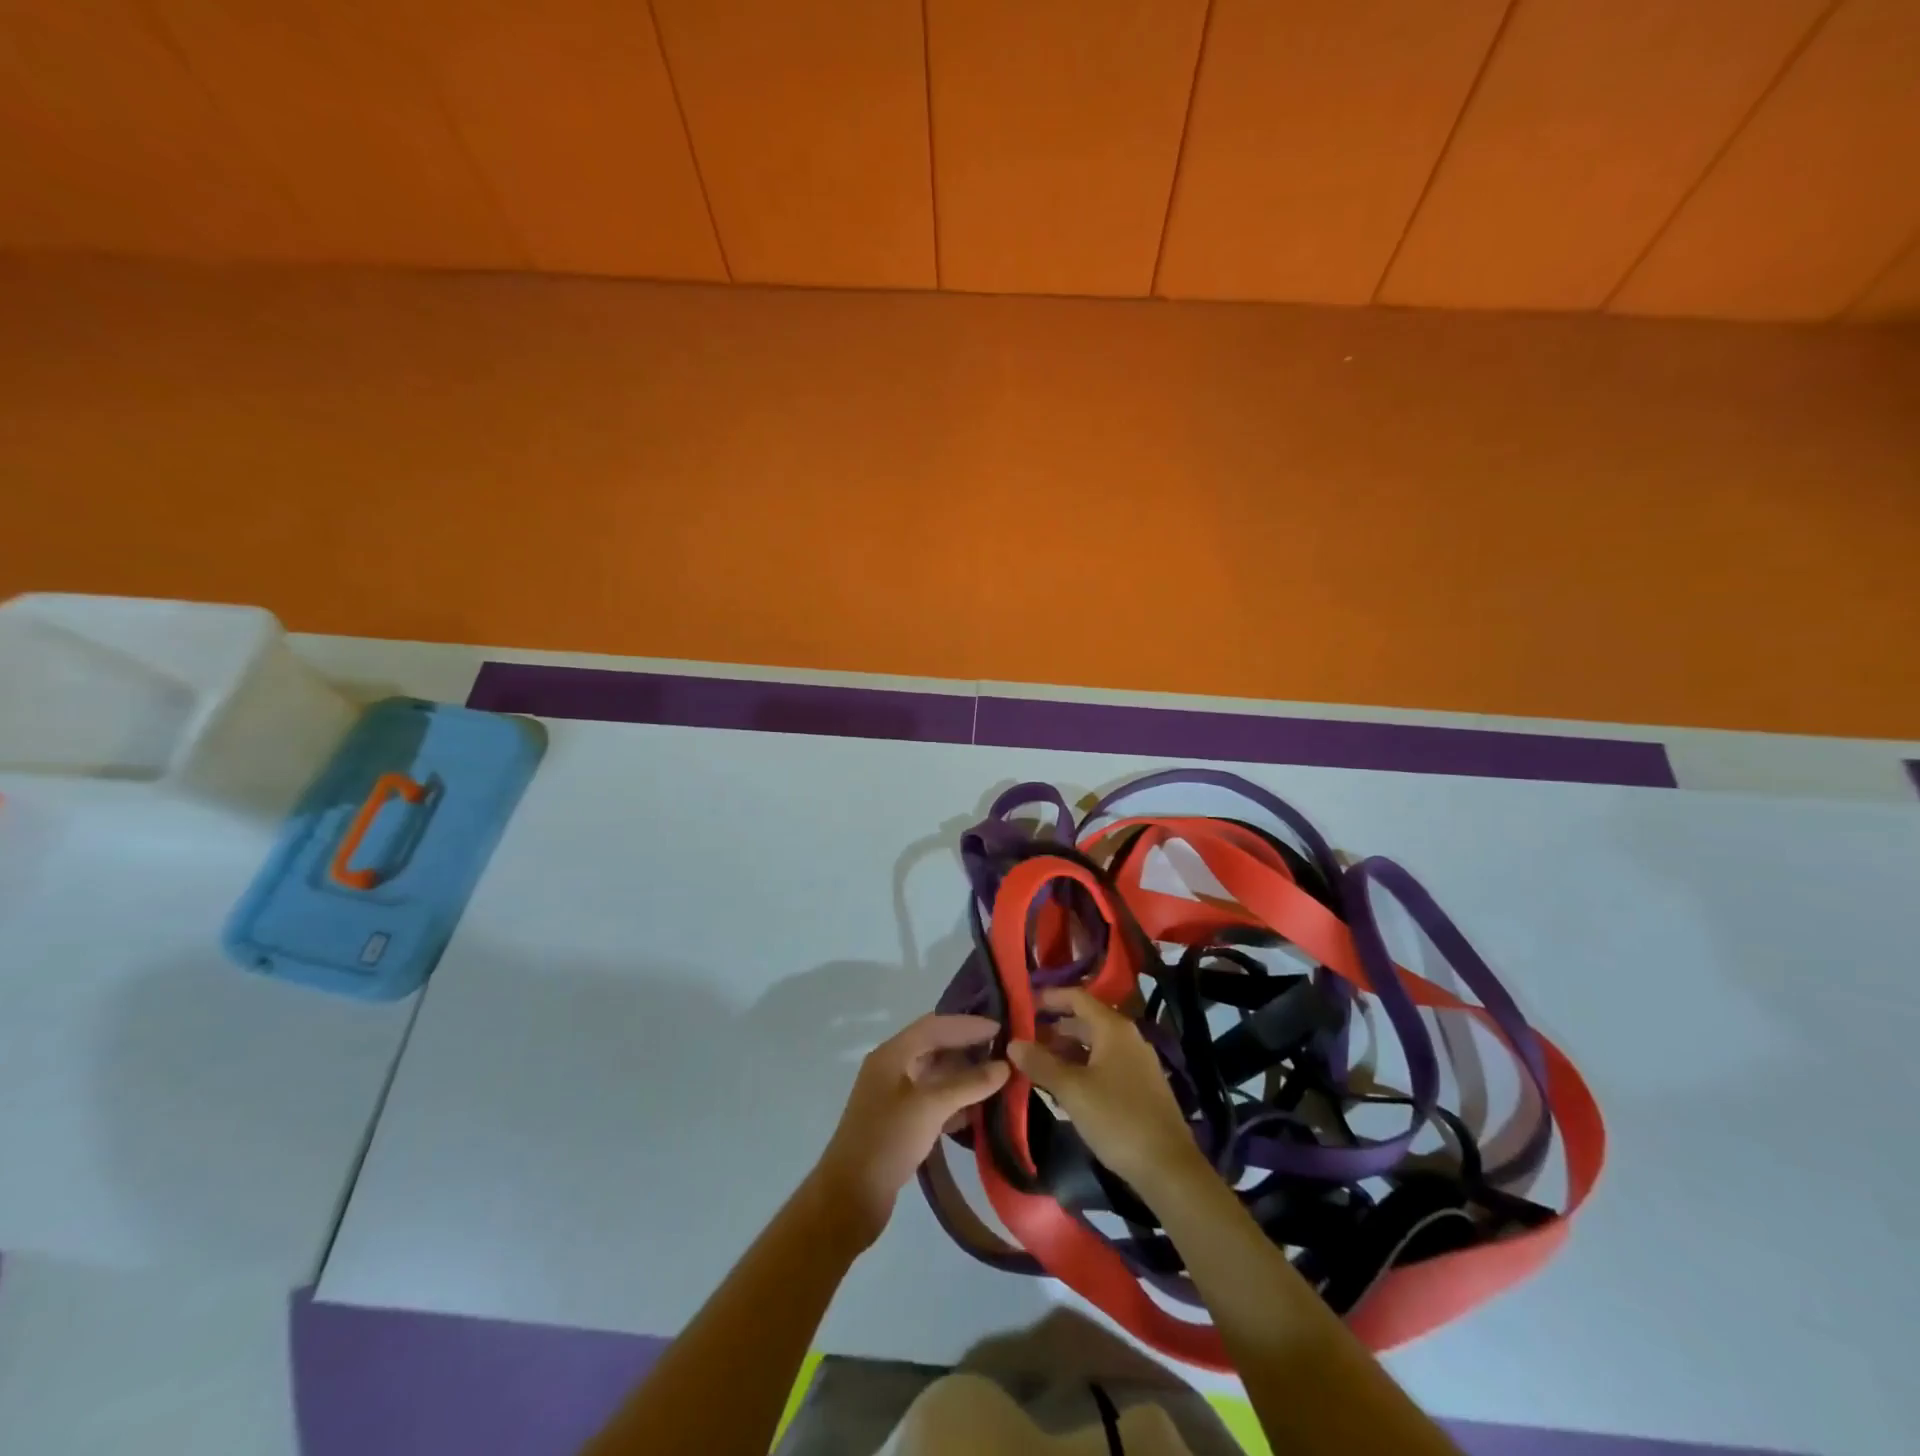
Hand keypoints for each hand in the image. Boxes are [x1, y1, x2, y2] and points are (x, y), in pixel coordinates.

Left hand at [811, 1013, 1008, 1246]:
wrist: (850, 1197)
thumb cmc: (887, 1141)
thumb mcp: (930, 1107)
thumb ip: (968, 1084)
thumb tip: (1005, 1066)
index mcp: (892, 1054)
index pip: (934, 1025)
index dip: (967, 1024)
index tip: (1000, 1027)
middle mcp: (892, 1068)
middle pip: (935, 1047)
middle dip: (968, 1047)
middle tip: (1004, 1051)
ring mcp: (894, 1096)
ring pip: (935, 1075)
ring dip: (964, 1075)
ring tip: (998, 1078)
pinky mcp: (900, 1122)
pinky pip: (933, 1100)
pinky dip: (955, 1100)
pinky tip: (977, 1110)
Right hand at [1007, 988, 1205, 1193]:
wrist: (1168, 1167)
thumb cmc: (1117, 1119)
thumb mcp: (1072, 1090)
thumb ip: (1041, 1064)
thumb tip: (1012, 1043)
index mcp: (1114, 1028)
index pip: (1077, 997)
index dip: (1049, 997)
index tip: (1022, 1003)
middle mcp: (1128, 1037)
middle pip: (1086, 1021)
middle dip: (1054, 1028)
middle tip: (1024, 1040)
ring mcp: (1138, 1062)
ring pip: (1095, 1045)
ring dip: (1067, 1051)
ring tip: (1038, 1064)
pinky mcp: (1141, 1086)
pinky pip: (1105, 1064)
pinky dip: (1082, 1067)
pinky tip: (1065, 1087)